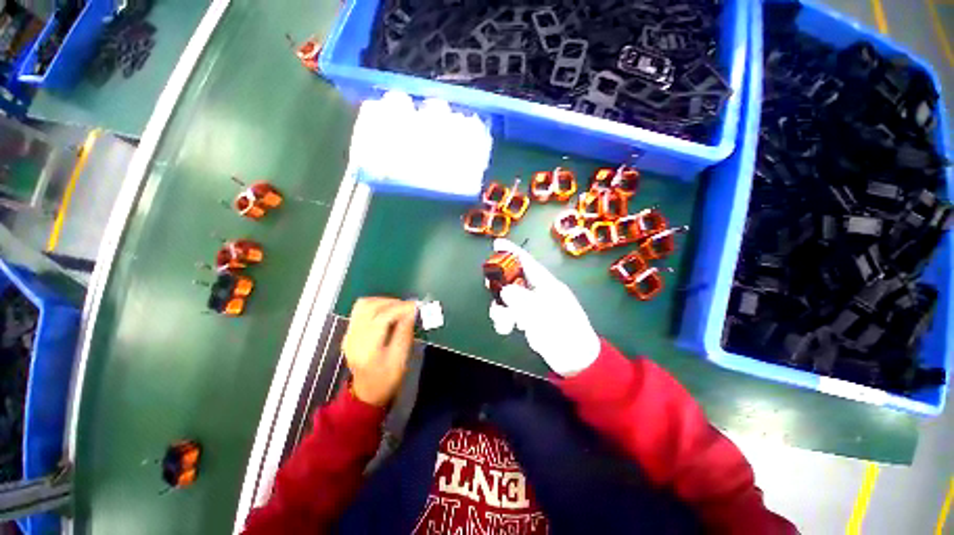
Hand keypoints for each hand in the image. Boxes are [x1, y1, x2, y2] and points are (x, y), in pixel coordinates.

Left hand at [343, 297, 417, 406]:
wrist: (367, 393)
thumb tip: (411, 312)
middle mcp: (354, 338)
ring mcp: (348, 334)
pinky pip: (359, 312)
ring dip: (381, 302)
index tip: (416, 306)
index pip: (381, 318)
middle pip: (369, 307)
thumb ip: (404, 335)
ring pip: (362, 305)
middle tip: (408, 306)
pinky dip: (374, 307)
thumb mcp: (401, 361)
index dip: (399, 308)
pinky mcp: (347, 333)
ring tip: (398, 307)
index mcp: (368, 349)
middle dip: (391, 302)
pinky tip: (386, 313)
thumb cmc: (387, 381)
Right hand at [490, 239, 600, 375]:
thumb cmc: (566, 332)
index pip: (528, 263)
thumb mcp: (545, 315)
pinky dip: (504, 320)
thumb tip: (504, 291)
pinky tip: (508, 330)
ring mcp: (533, 309)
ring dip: (501, 309)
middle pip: (514, 280)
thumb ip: (524, 301)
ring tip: (505, 324)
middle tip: (490, 287)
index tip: (497, 243)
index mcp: (548, 286)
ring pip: (509, 300)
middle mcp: (539, 294)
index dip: (513, 252)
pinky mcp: (529, 323)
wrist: (575, 359)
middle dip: (501, 284)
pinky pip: (510, 315)